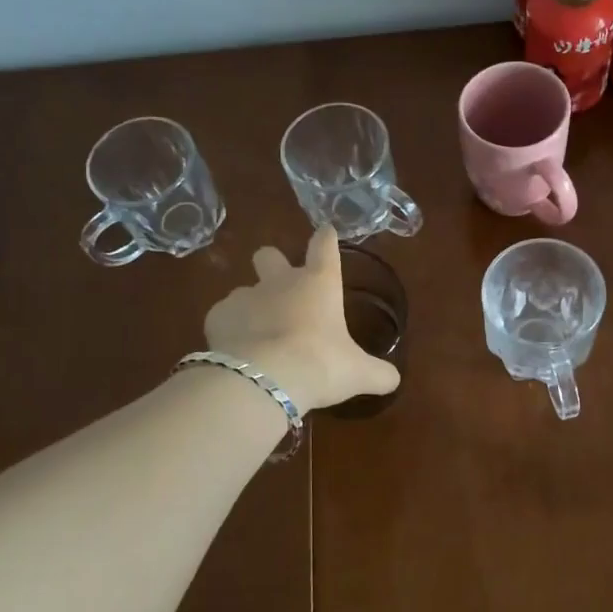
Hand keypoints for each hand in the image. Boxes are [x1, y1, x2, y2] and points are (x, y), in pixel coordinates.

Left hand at [204, 226, 400, 414]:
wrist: (266, 378)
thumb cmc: (322, 365)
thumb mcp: (358, 373)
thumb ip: (378, 374)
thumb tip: (394, 379)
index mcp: (319, 284)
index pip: (324, 246)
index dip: (325, 238)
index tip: (325, 231)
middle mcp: (281, 282)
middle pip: (269, 255)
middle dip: (272, 264)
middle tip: (280, 288)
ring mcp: (245, 296)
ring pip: (244, 290)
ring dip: (251, 306)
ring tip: (257, 336)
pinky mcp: (217, 316)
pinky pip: (223, 316)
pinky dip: (229, 329)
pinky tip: (236, 350)